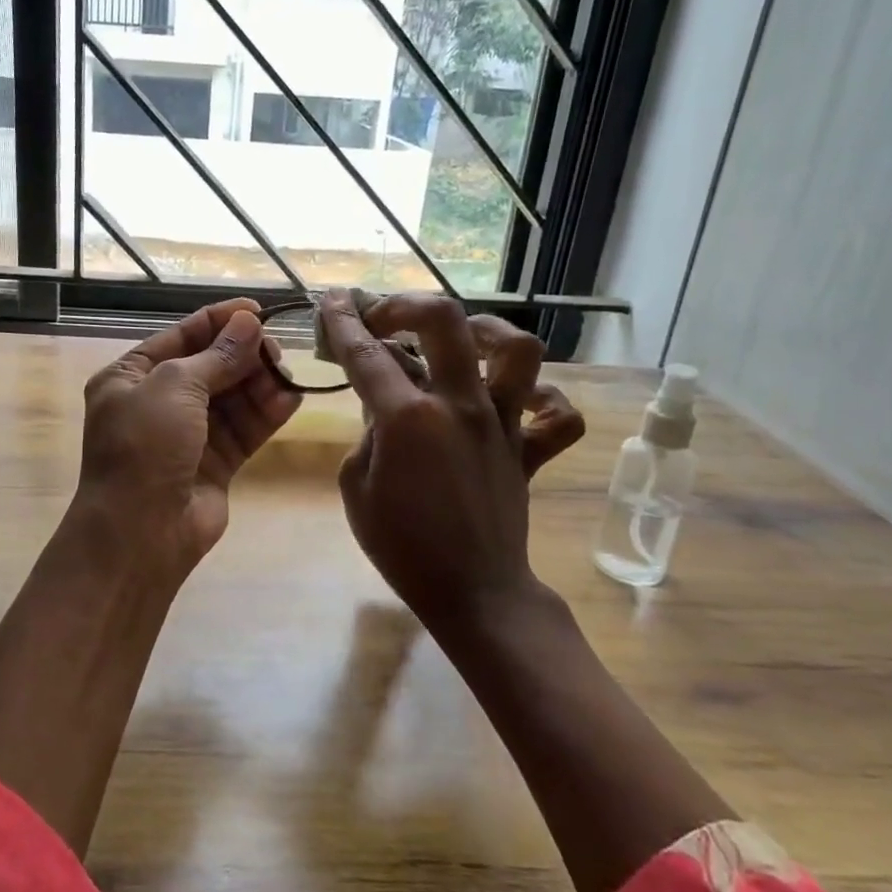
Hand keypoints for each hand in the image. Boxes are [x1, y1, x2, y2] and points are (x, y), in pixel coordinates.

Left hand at [76, 297, 301, 577]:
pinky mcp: (214, 464)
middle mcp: (157, 403)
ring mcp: (187, 435)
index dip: (218, 321)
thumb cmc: (145, 446)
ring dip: (258, 384)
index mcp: (131, 377)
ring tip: (286, 374)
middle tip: (276, 348)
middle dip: (243, 354)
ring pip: (231, 398)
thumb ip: (216, 356)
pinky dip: (266, 414)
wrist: (140, 533)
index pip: (180, 337)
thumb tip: (248, 323)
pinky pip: (244, 430)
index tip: (257, 310)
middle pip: (210, 366)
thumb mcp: (174, 387)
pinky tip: (291, 398)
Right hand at [318, 290, 584, 634]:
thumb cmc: (402, 546)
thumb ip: (367, 436)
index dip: (344, 322)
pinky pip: (558, 414)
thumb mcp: (356, 488)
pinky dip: (544, 399)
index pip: (368, 354)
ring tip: (461, 339)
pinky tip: (516, 400)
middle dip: (408, 305)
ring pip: (518, 349)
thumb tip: (383, 408)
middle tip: (386, 318)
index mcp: (408, 419)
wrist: (472, 592)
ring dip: (486, 331)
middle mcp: (461, 406)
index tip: (334, 299)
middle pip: (446, 322)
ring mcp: (504, 424)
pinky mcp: (530, 448)